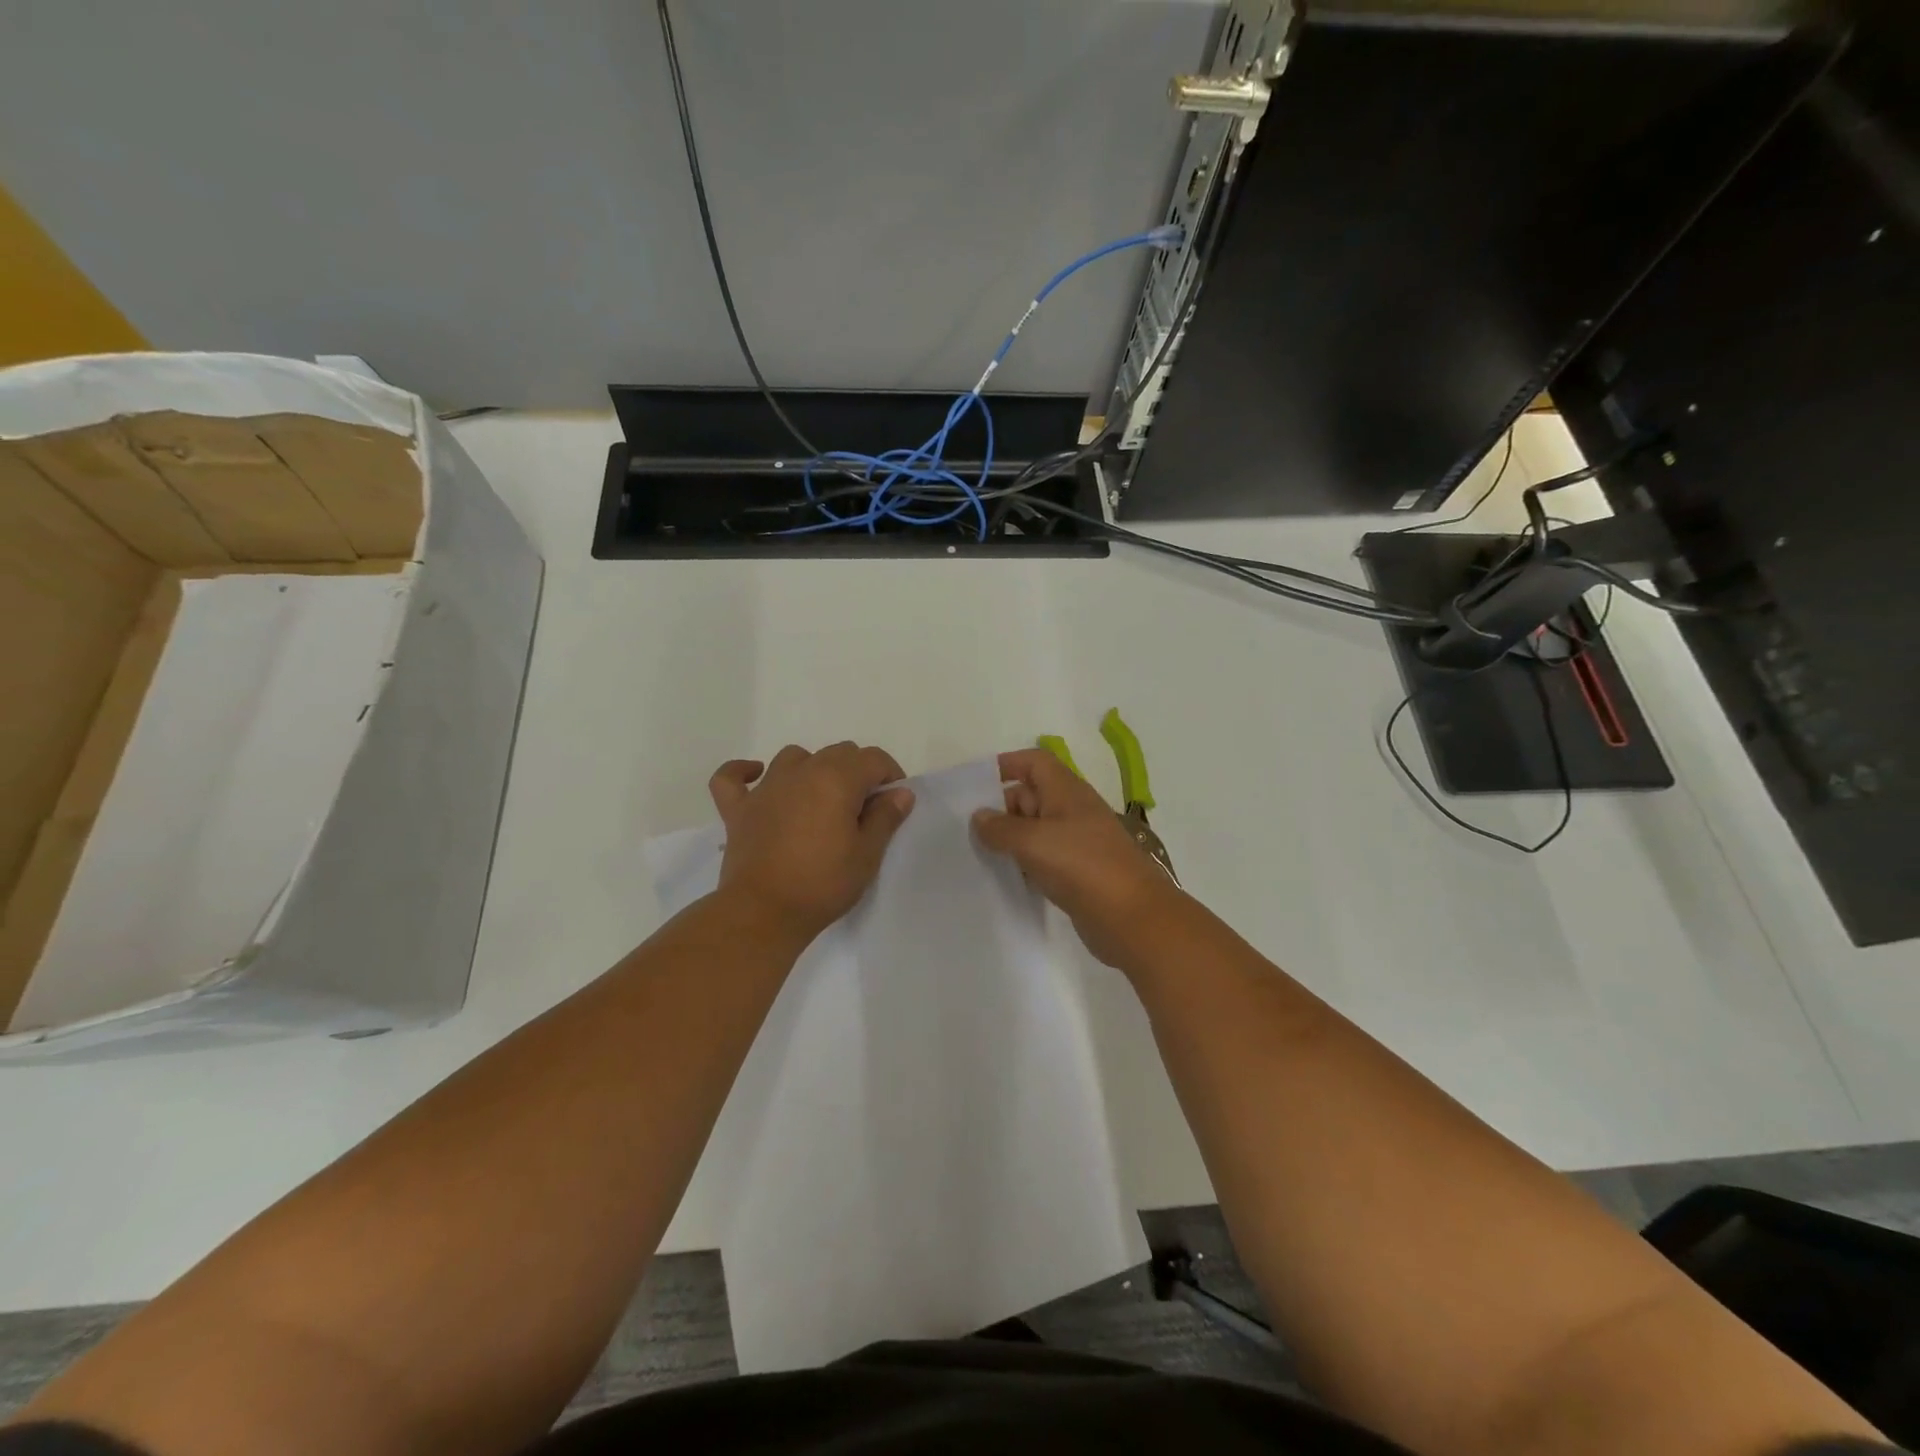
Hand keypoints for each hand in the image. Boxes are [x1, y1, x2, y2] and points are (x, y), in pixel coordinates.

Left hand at [708, 742, 914, 942]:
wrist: (763, 913)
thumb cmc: (822, 884)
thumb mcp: (867, 855)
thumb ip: (885, 817)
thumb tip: (900, 792)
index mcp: (837, 779)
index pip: (873, 758)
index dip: (890, 774)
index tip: (893, 803)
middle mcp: (801, 772)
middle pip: (838, 752)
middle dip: (857, 772)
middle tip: (863, 810)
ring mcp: (765, 788)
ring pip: (795, 757)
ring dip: (813, 769)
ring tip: (821, 799)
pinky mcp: (738, 809)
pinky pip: (732, 777)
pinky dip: (744, 772)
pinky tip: (757, 777)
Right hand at [971, 748, 1183, 966]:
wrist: (1131, 917)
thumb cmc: (1081, 865)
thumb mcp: (1033, 841)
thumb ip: (1000, 828)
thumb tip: (979, 816)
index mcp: (1066, 791)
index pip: (1034, 762)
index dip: (1006, 765)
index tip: (975, 785)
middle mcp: (1073, 811)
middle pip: (1031, 796)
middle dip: (1001, 809)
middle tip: (968, 831)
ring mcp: (1078, 843)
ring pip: (1036, 831)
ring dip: (1010, 840)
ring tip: (978, 855)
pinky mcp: (1078, 872)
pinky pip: (1044, 859)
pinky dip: (1025, 865)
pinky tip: (1005, 879)